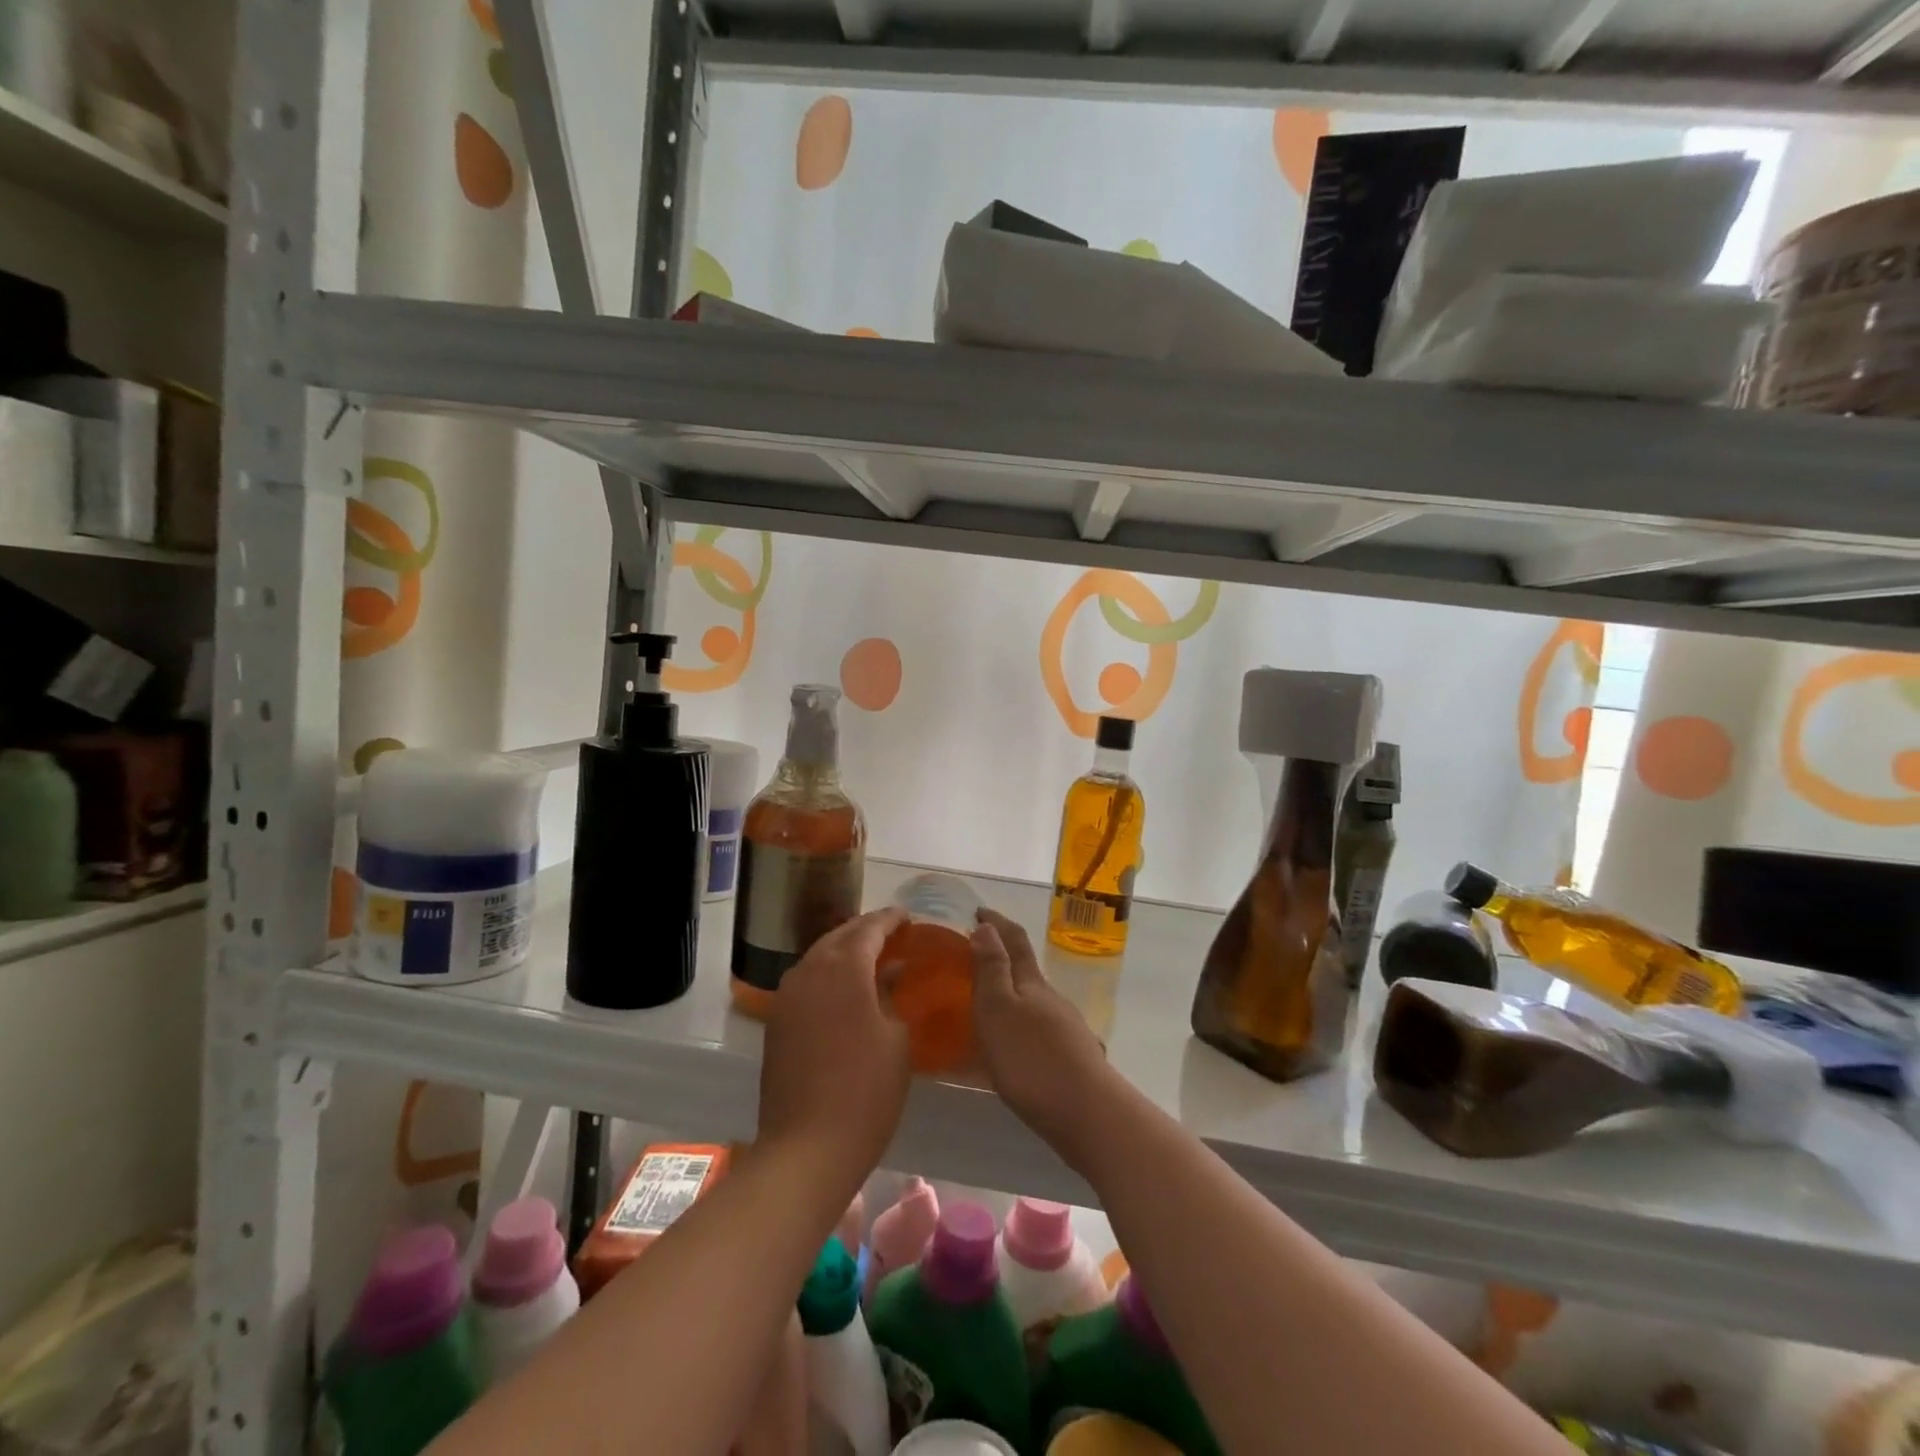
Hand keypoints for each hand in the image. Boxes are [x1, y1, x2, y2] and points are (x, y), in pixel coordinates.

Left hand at [758, 907, 911, 1184]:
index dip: (891, 919)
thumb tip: (890, 973)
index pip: (869, 928)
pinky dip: (828, 975)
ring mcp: (787, 996)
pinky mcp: (777, 1021)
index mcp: (843, 967)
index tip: (908, 915)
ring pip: (820, 957)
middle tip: (892, 933)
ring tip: (872, 958)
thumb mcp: (896, 1038)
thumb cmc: (866, 1090)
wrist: (807, 1147)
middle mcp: (810, 970)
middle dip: (866, 931)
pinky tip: (846, 990)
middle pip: (840, 936)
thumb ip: (892, 995)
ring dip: (845, 952)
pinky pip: (807, 981)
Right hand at [971, 909, 1113, 1156]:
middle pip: (1026, 968)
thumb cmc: (1033, 1059)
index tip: (979, 910)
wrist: (1089, 1114)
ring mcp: (1065, 1028)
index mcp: (1032, 983)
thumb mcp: (999, 1010)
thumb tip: (986, 926)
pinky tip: (1013, 1046)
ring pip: (1034, 1001)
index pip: (1014, 940)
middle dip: (1003, 956)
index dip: (996, 922)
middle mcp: (1051, 999)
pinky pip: (1039, 1029)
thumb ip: (992, 969)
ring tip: (987, 1005)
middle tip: (974, 957)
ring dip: (1012, 994)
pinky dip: (1021, 1025)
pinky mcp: (1071, 1057)